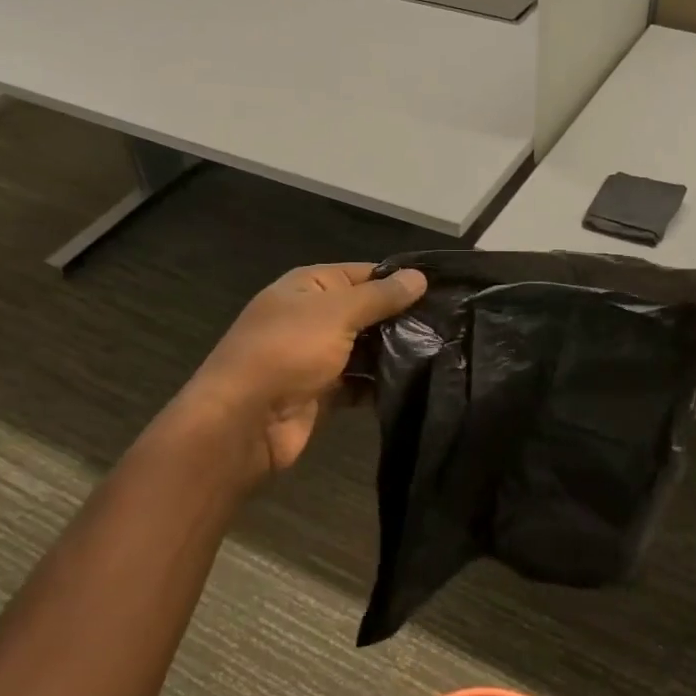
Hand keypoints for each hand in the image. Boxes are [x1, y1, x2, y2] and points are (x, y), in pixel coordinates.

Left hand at [180, 262, 426, 476]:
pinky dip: (381, 384)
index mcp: (309, 286)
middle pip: (367, 312)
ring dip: (396, 352)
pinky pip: (360, 382)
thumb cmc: (287, 351)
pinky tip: (417, 383)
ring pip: (367, 348)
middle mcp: (313, 316)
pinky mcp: (324, 392)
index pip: (363, 273)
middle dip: (403, 318)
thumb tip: (419, 277)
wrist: (244, 421)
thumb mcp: (337, 313)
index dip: (399, 279)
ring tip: (443, 352)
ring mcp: (317, 356)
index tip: (443, 290)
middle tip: (451, 324)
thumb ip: (380, 296)